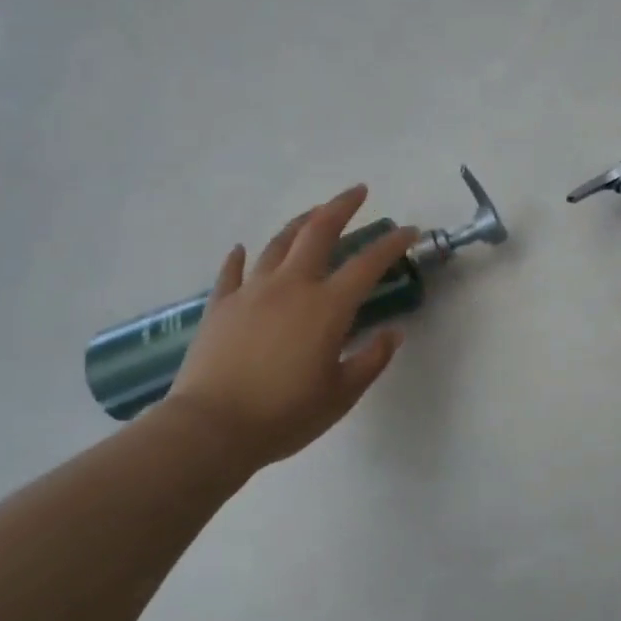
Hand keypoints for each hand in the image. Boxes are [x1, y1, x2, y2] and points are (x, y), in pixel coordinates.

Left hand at [160, 185, 416, 473]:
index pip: (368, 264)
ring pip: (278, 243)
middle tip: (358, 192)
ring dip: (300, 223)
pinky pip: (233, 271)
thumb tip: (393, 333)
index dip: (392, 244)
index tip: (409, 231)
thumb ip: (371, 360)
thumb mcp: (341, 395)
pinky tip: (243, 250)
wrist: (211, 428)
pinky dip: (241, 257)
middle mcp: (291, 286)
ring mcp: (251, 292)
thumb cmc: (284, 415)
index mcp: (327, 307)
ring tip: (313, 214)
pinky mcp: (220, 305)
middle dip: (341, 206)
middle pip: (318, 232)